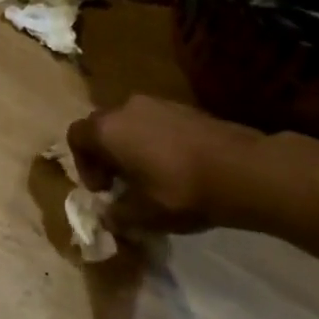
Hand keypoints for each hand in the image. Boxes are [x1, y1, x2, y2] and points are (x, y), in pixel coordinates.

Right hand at [67, 95, 267, 231]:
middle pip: (102, 127)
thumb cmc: (180, 191)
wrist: (242, 170)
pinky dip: (156, 142)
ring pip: (131, 123)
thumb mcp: (143, 215)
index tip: (103, 190)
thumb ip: (117, 216)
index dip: (83, 165)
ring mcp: (158, 103)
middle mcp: (126, 108)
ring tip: (151, 178)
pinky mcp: (184, 107)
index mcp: (108, 129)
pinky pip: (156, 122)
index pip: (76, 137)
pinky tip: (177, 168)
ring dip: (132, 148)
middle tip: (122, 184)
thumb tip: (108, 216)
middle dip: (106, 155)